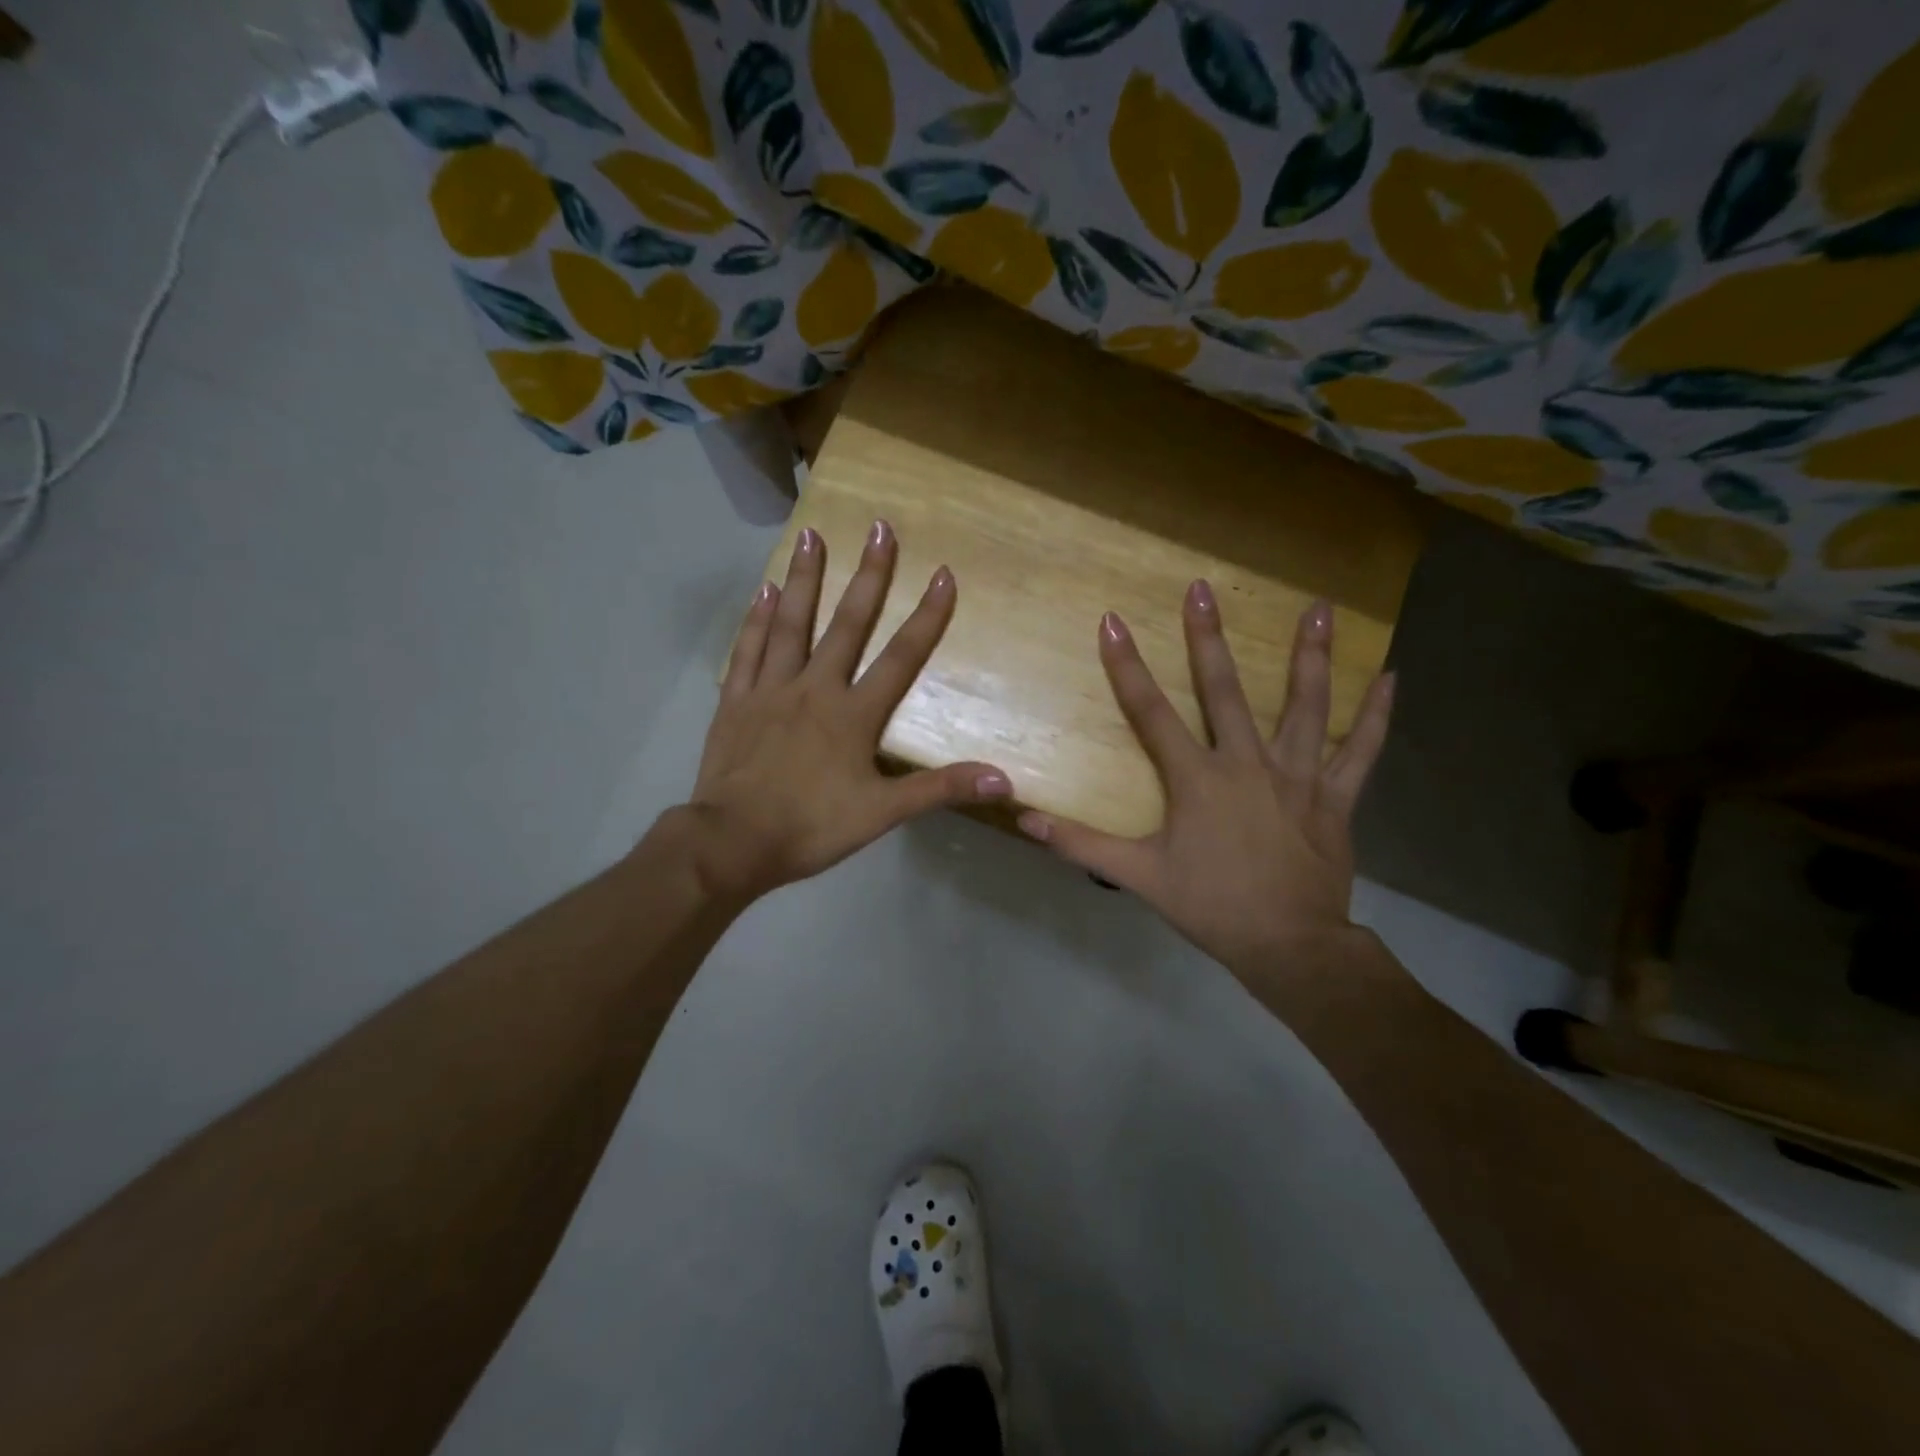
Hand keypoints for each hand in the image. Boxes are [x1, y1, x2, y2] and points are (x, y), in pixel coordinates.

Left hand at [682, 522, 1012, 903]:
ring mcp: (770, 690)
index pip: (900, 657)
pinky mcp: (735, 700)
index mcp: (853, 714)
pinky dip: (755, 619)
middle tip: (878, 527)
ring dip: (804, 578)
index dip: (927, 616)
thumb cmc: (811, 827)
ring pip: (790, 624)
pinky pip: (747, 650)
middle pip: (846, 624)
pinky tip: (763, 591)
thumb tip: (1004, 779)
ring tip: (811, 535)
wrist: (733, 842)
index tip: (945, 575)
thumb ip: (940, 789)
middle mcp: (814, 688)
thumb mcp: (883, 814)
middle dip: (868, 576)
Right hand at [1016, 583, 1394, 979]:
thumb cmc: (1211, 906)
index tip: (1113, 622)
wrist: (1289, 946)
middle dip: (1208, 638)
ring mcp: (1297, 776)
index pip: (1151, 713)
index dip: (1128, 667)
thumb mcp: (1139, 876)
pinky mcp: (1334, 797)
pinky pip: (1360, 750)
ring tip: (1319, 607)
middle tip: (1203, 588)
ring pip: (1305, 706)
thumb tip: (1025, 821)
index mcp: (1197, 779)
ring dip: (1310, 656)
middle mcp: (1247, 763)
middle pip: (1224, 691)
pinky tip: (1392, 677)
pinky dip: (1376, 716)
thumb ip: (1082, 845)